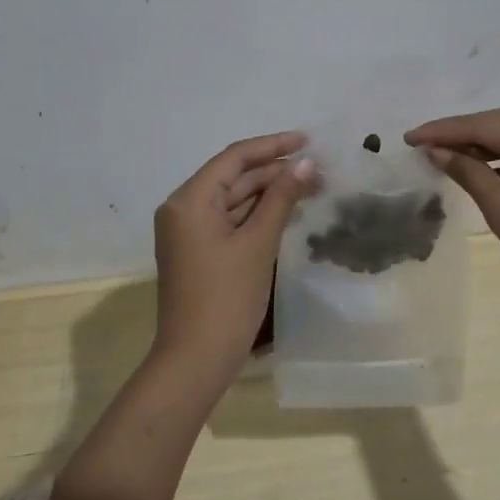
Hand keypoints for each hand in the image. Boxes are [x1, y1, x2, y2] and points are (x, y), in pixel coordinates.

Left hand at [153, 130, 318, 394]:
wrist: (196, 359)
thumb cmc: (227, 297)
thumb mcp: (258, 243)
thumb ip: (282, 198)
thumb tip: (307, 164)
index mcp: (189, 199)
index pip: (234, 157)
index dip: (272, 145)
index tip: (307, 140)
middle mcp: (183, 208)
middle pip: (232, 176)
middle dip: (273, 171)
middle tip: (317, 168)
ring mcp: (189, 231)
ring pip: (233, 199)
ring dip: (268, 192)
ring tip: (310, 186)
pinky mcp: (198, 250)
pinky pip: (229, 220)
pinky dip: (256, 214)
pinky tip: (287, 210)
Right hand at [405, 108, 499, 333]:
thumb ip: (469, 174)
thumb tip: (436, 150)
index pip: (489, 124)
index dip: (446, 129)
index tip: (410, 137)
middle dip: (460, 133)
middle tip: (419, 144)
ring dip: (478, 148)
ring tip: (439, 156)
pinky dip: (499, 164)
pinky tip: (474, 173)